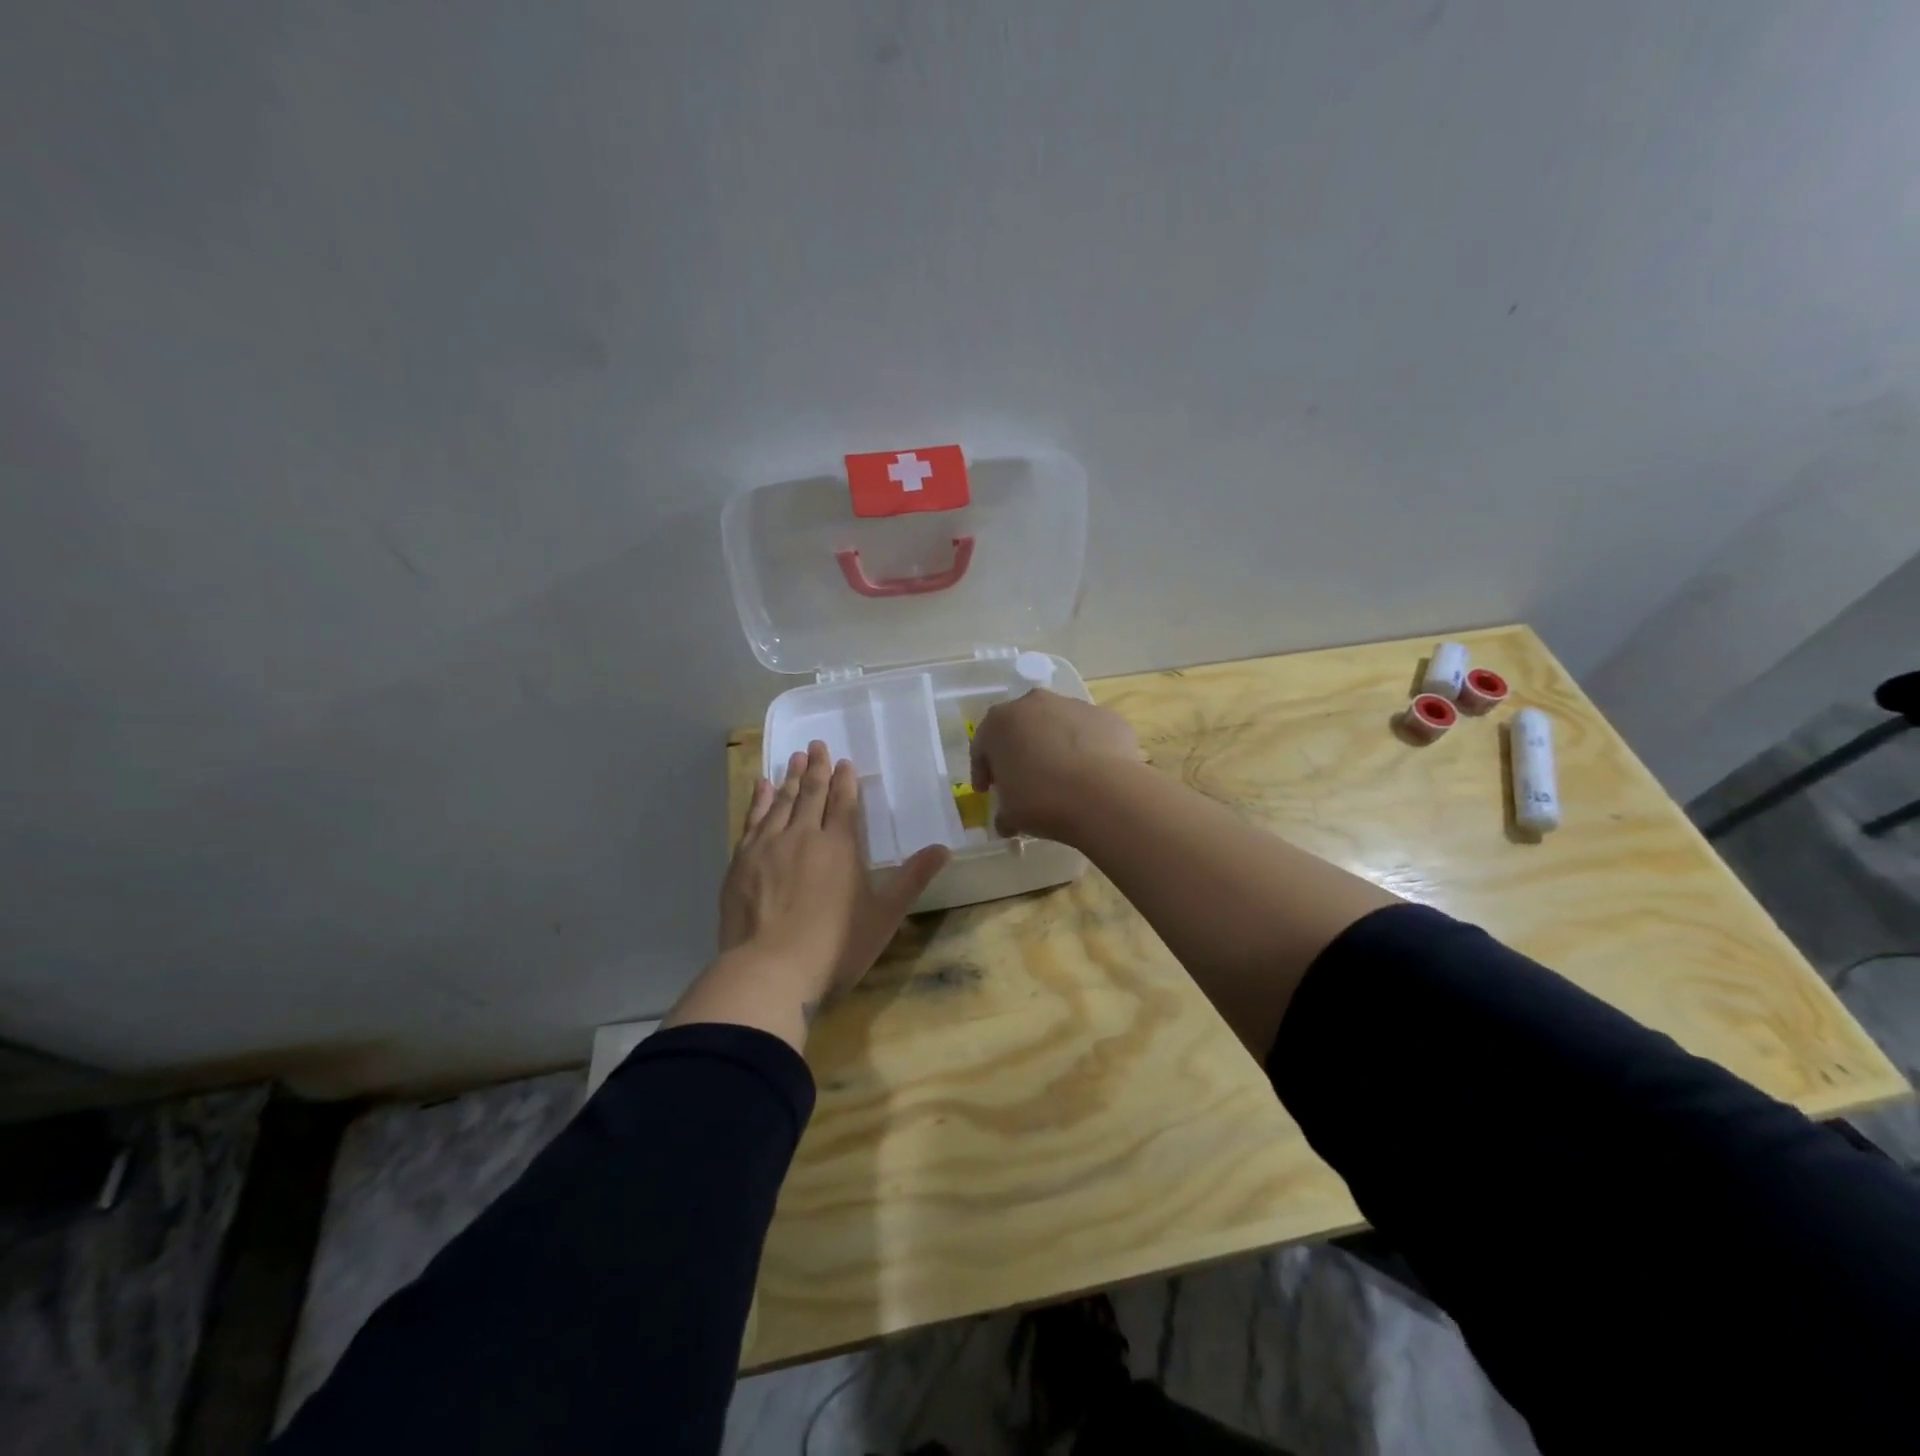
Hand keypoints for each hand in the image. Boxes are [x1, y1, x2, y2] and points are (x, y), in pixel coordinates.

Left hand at [718, 740, 948, 1012]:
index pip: (844, 803)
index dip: (845, 780)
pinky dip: (759, 800)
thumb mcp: (883, 916)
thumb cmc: (834, 947)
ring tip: (794, 757)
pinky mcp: (741, 861)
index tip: (843, 761)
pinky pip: (752, 820)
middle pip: (811, 793)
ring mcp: (768, 846)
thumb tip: (944, 848)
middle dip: (816, 767)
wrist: (769, 970)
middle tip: (816, 744)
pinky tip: (762, 788)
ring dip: (789, 777)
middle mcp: (804, 835)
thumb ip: (912, 879)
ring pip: (782, 802)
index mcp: (840, 846)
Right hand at [969, 690, 1143, 840]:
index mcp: (1000, 722)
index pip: (982, 745)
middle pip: (1020, 727)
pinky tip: (1091, 775)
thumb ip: (1003, 812)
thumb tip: (1007, 821)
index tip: (987, 790)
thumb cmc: (1042, 800)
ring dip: (1054, 747)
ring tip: (1062, 778)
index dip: (983, 770)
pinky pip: (1088, 733)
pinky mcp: (1106, 716)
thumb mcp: (1010, 814)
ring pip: (1056, 726)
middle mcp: (1034, 703)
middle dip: (1018, 752)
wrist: (1104, 793)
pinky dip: (1086, 750)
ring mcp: (1073, 706)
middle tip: (1022, 780)